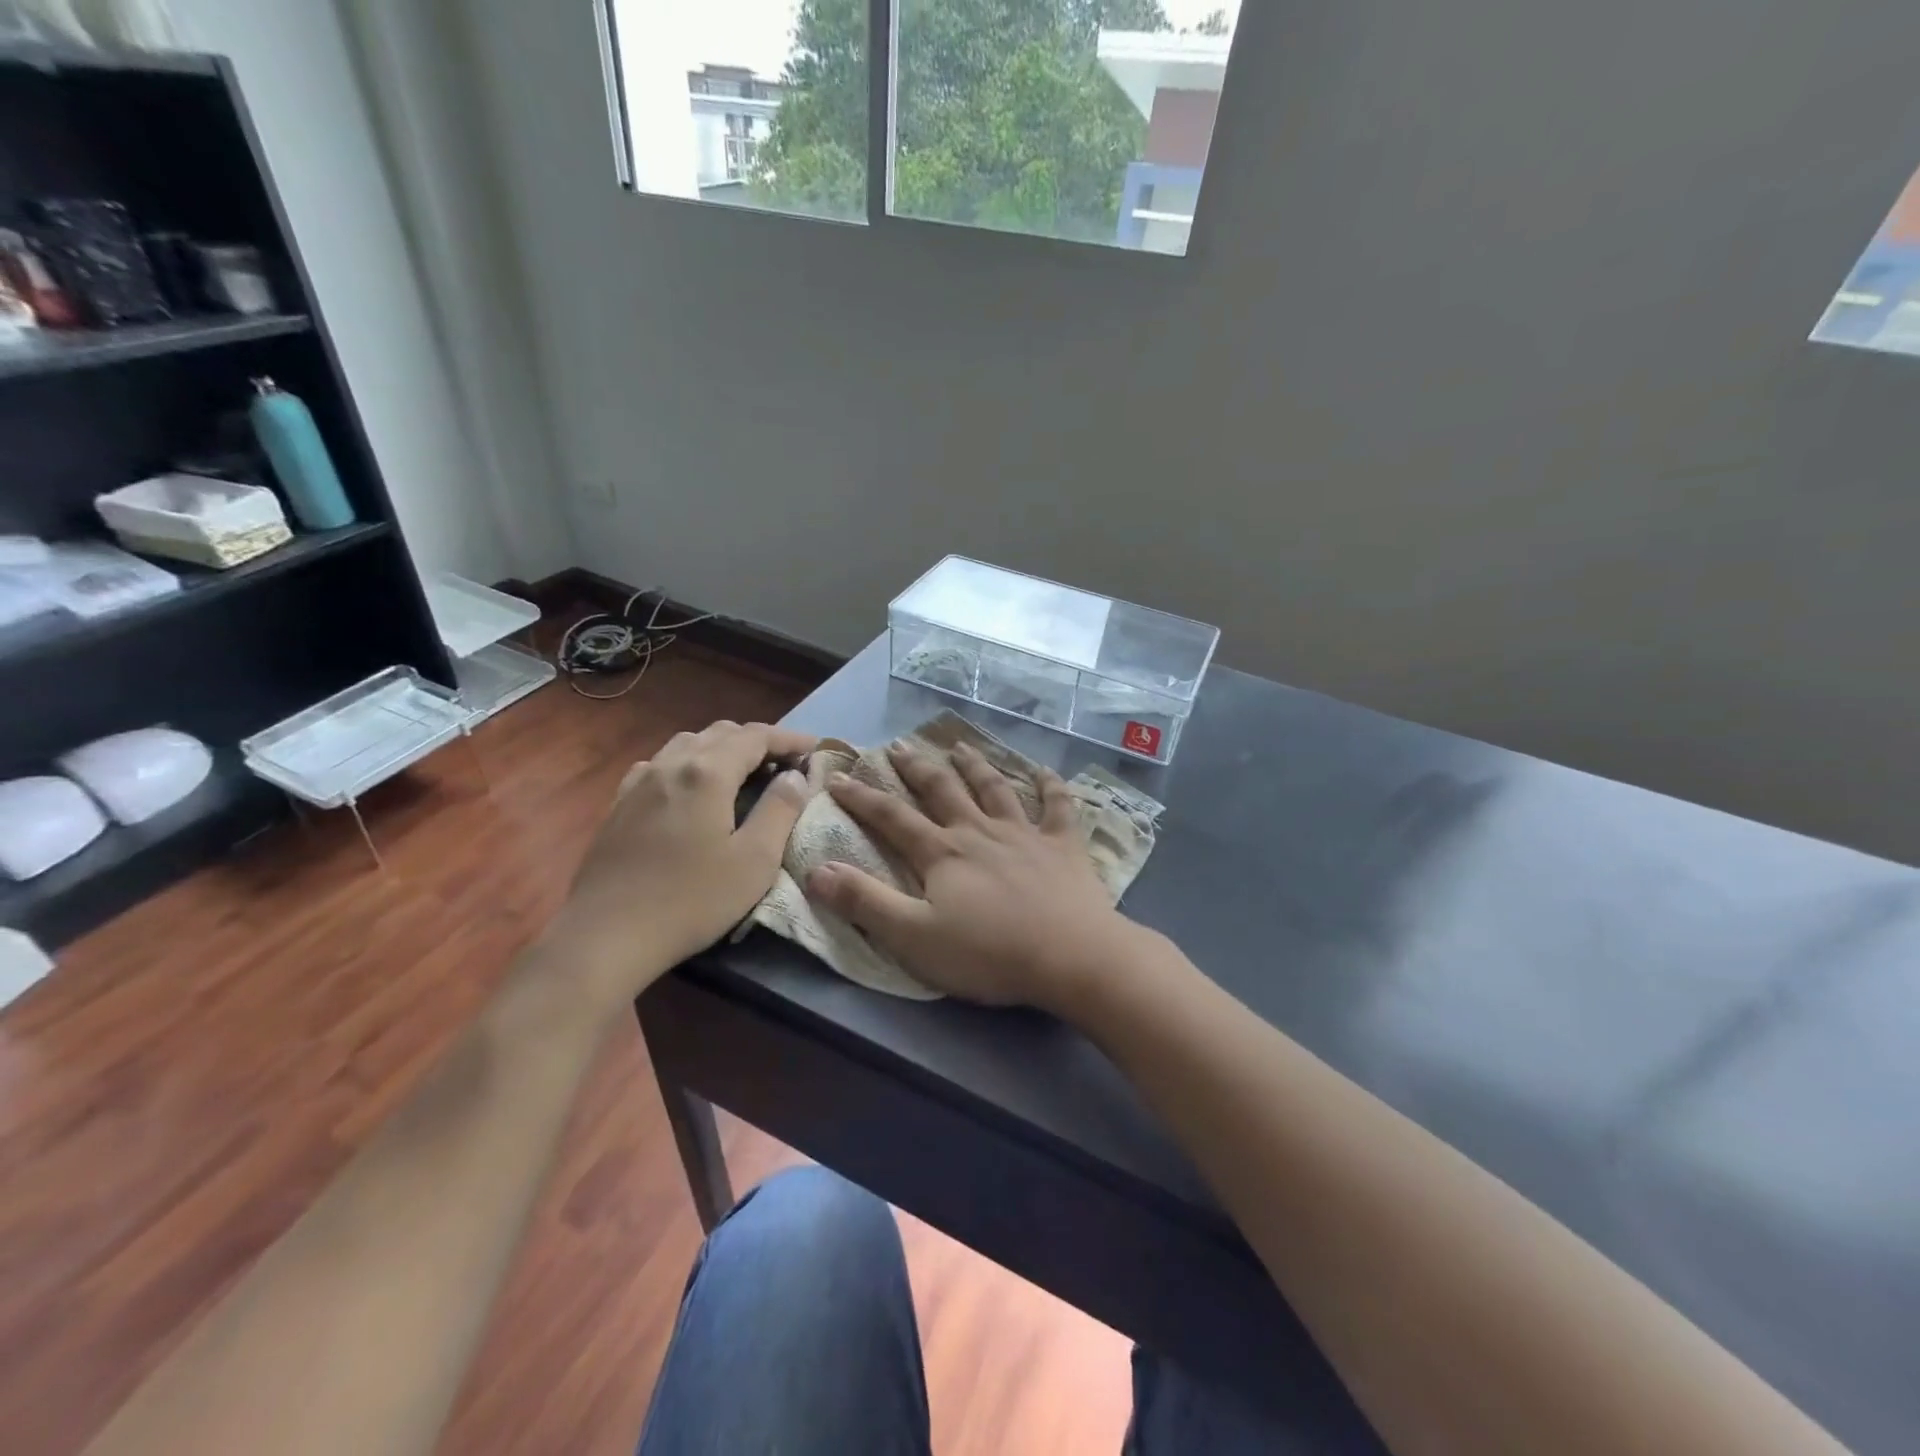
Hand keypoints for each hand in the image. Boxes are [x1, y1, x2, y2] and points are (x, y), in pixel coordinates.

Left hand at [549, 721, 816, 1011]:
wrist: (607, 936)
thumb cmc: (691, 900)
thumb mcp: (754, 860)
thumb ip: (780, 810)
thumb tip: (794, 776)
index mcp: (708, 773)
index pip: (756, 736)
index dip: (789, 739)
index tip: (814, 749)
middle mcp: (671, 764)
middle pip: (720, 733)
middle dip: (757, 740)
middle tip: (784, 764)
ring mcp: (639, 782)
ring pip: (687, 743)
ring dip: (721, 748)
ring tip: (742, 771)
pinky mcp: (619, 804)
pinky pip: (660, 764)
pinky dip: (688, 763)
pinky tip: (689, 787)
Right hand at [805, 741, 1137, 1013]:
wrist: (1070, 956)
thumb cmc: (988, 952)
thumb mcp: (913, 936)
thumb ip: (865, 902)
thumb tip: (816, 869)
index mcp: (942, 853)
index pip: (892, 817)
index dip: (862, 797)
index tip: (839, 778)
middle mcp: (979, 831)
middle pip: (942, 790)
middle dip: (916, 767)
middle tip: (898, 746)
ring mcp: (1025, 833)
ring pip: (994, 788)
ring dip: (975, 765)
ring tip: (959, 746)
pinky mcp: (1063, 845)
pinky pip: (1057, 807)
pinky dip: (1051, 786)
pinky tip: (1045, 771)